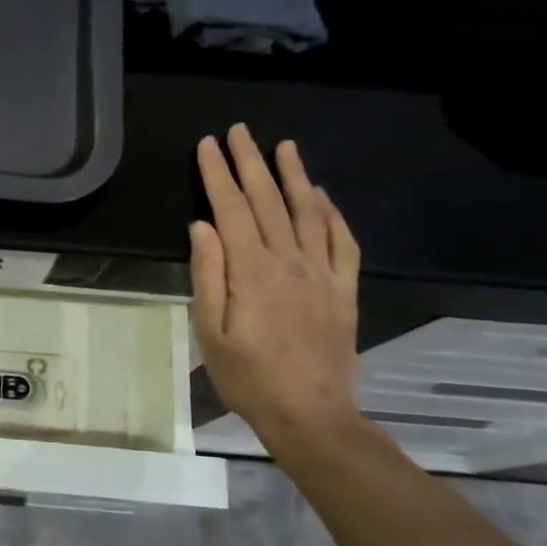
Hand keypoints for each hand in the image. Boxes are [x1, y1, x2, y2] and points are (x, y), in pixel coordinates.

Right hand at [191, 124, 362, 453]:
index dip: (217, 174)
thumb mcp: (211, 331)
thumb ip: (207, 275)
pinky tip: (323, 196)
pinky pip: (342, 242)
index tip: (207, 145)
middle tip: (240, 131)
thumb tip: (202, 226)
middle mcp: (290, 261)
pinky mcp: (344, 290)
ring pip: (308, 212)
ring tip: (285, 146)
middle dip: (251, 162)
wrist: (311, 414)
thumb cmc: (248, 378)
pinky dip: (333, 213)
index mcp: (252, 271)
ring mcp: (322, 274)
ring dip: (294, 176)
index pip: (231, 209)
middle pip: (268, 201)